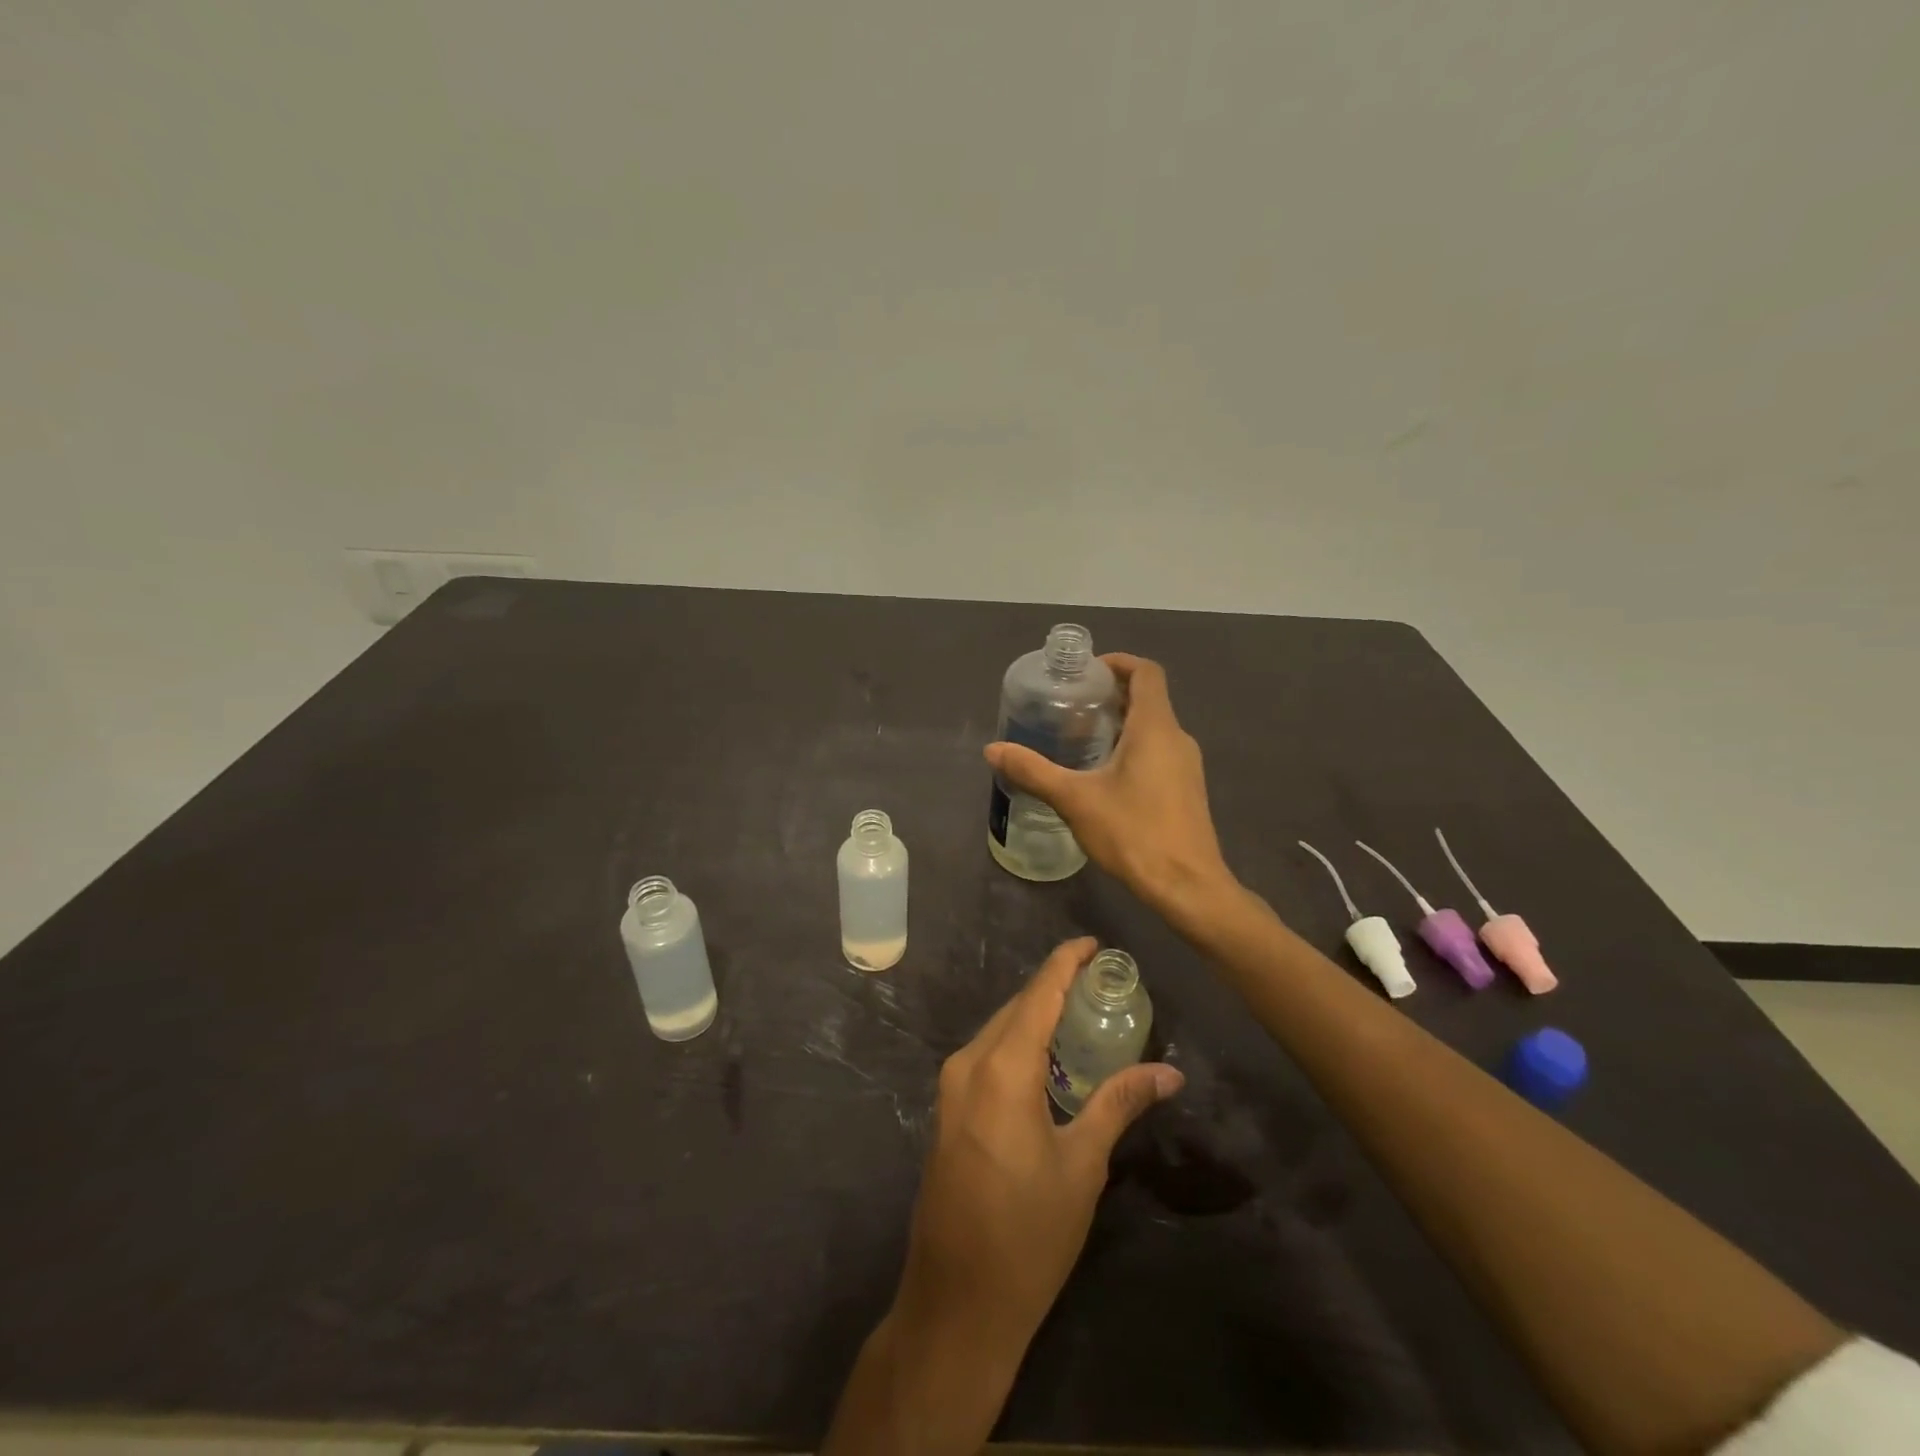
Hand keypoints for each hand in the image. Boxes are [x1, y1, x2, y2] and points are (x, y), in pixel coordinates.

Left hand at [900, 936, 1184, 1351]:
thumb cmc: (1028, 1235)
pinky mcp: (947, 1110)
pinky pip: (986, 1055)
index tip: (1092, 943)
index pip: (1038, 995)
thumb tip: (1169, 1071)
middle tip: (1099, 981)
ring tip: (1080, 1011)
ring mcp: (951, 1087)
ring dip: (1035, 1016)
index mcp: (1001, 1068)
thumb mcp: (1082, 1165)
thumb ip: (1119, 1104)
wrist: (957, 1304)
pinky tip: (1047, 1056)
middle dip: (1053, 987)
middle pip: (1016, 1008)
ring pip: (998, 1030)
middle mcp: (968, 1064)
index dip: (1064, 963)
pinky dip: (1018, 1043)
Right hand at [985, 654, 1233, 922]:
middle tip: (1070, 704)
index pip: (1146, 672)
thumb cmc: (1133, 833)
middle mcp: (1177, 738)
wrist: (1187, 886)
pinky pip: (1159, 751)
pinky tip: (1104, 774)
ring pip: (1153, 727)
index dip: (1117, 662)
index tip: (1085, 672)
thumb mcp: (1075, 799)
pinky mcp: (1186, 789)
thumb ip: (1033, 771)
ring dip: (1121, 722)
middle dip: (1110, 694)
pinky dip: (1132, 746)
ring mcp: (1186, 765)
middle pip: (1148, 698)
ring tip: (1080, 737)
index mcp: (1155, 727)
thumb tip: (992, 749)